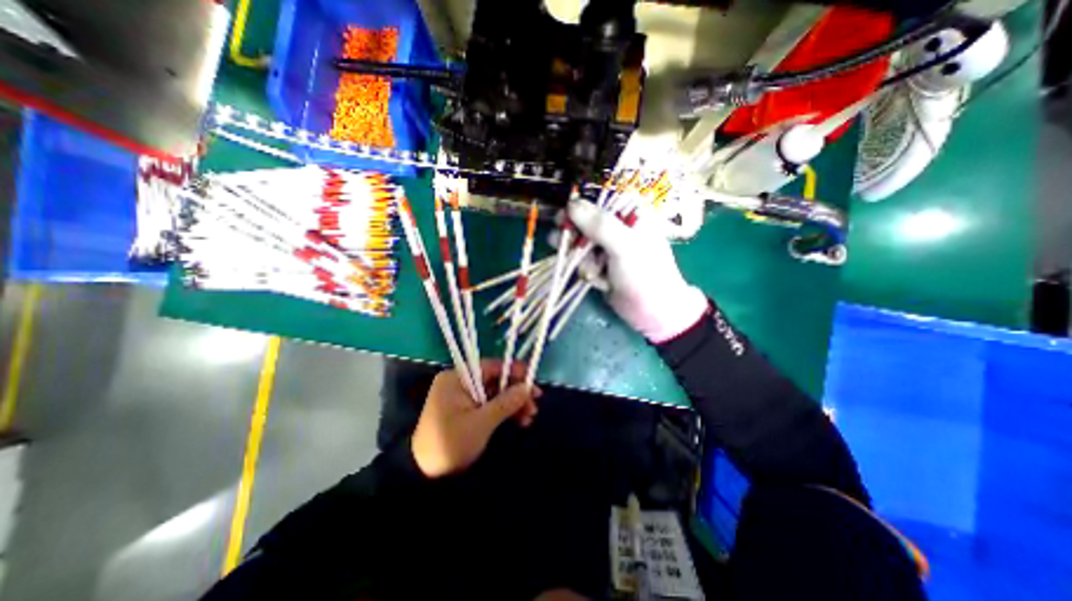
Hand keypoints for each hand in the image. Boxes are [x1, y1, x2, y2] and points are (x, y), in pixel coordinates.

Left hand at [410, 358, 544, 477]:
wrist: (425, 475)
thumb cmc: (451, 443)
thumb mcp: (482, 422)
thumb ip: (506, 402)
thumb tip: (528, 387)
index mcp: (457, 378)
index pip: (491, 366)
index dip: (514, 371)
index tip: (533, 380)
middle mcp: (460, 382)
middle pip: (495, 380)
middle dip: (516, 392)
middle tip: (535, 405)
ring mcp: (463, 397)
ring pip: (495, 394)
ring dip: (513, 404)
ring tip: (530, 417)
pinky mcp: (466, 411)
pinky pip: (490, 405)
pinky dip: (504, 411)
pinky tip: (520, 421)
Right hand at [565, 199, 708, 343]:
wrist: (654, 312)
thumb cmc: (645, 274)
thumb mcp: (624, 246)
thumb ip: (599, 225)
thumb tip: (572, 204)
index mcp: (629, 215)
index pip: (597, 202)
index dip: (577, 210)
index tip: (563, 221)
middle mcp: (617, 228)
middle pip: (584, 224)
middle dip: (576, 240)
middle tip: (566, 247)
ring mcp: (608, 249)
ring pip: (580, 246)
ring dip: (583, 261)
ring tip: (594, 273)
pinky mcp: (601, 267)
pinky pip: (584, 264)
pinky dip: (589, 274)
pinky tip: (602, 283)